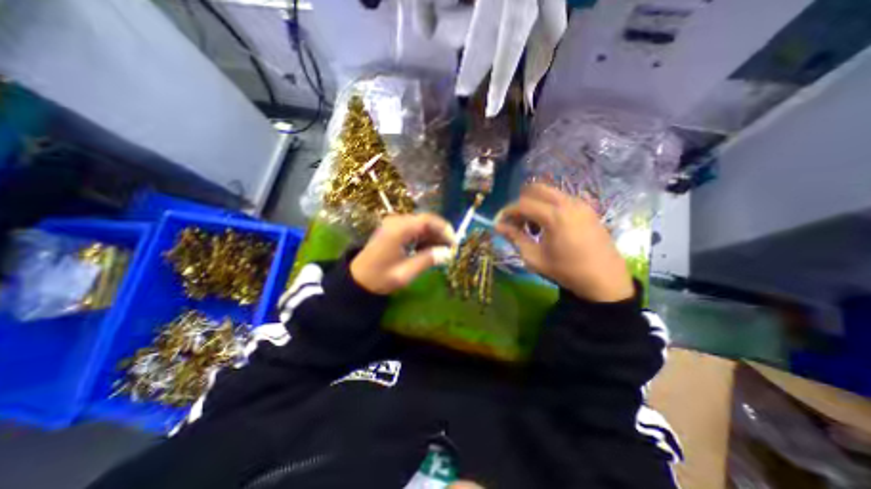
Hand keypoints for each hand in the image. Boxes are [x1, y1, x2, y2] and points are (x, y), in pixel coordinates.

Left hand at [349, 213, 456, 292]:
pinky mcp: (394, 230)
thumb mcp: (406, 273)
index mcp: (398, 230)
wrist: (357, 279)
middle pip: (425, 221)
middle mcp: (397, 222)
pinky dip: (424, 238)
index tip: (454, 242)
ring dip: (433, 236)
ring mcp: (394, 224)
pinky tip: (428, 250)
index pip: (427, 220)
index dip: (444, 229)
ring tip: (441, 252)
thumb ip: (427, 260)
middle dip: (440, 233)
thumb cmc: (380, 277)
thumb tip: (447, 253)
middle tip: (450, 249)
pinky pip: (414, 229)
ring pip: (421, 225)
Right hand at [497, 183, 633, 300]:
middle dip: (521, 203)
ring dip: (535, 203)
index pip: (522, 204)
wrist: (605, 280)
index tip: (499, 222)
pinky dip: (548, 205)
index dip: (507, 212)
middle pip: (535, 189)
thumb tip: (497, 226)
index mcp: (554, 216)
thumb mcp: (534, 257)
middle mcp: (568, 203)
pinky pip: (561, 198)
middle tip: (517, 222)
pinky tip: (549, 225)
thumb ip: (515, 238)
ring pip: (549, 192)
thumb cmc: (566, 271)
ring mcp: (580, 203)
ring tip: (533, 226)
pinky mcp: (587, 208)